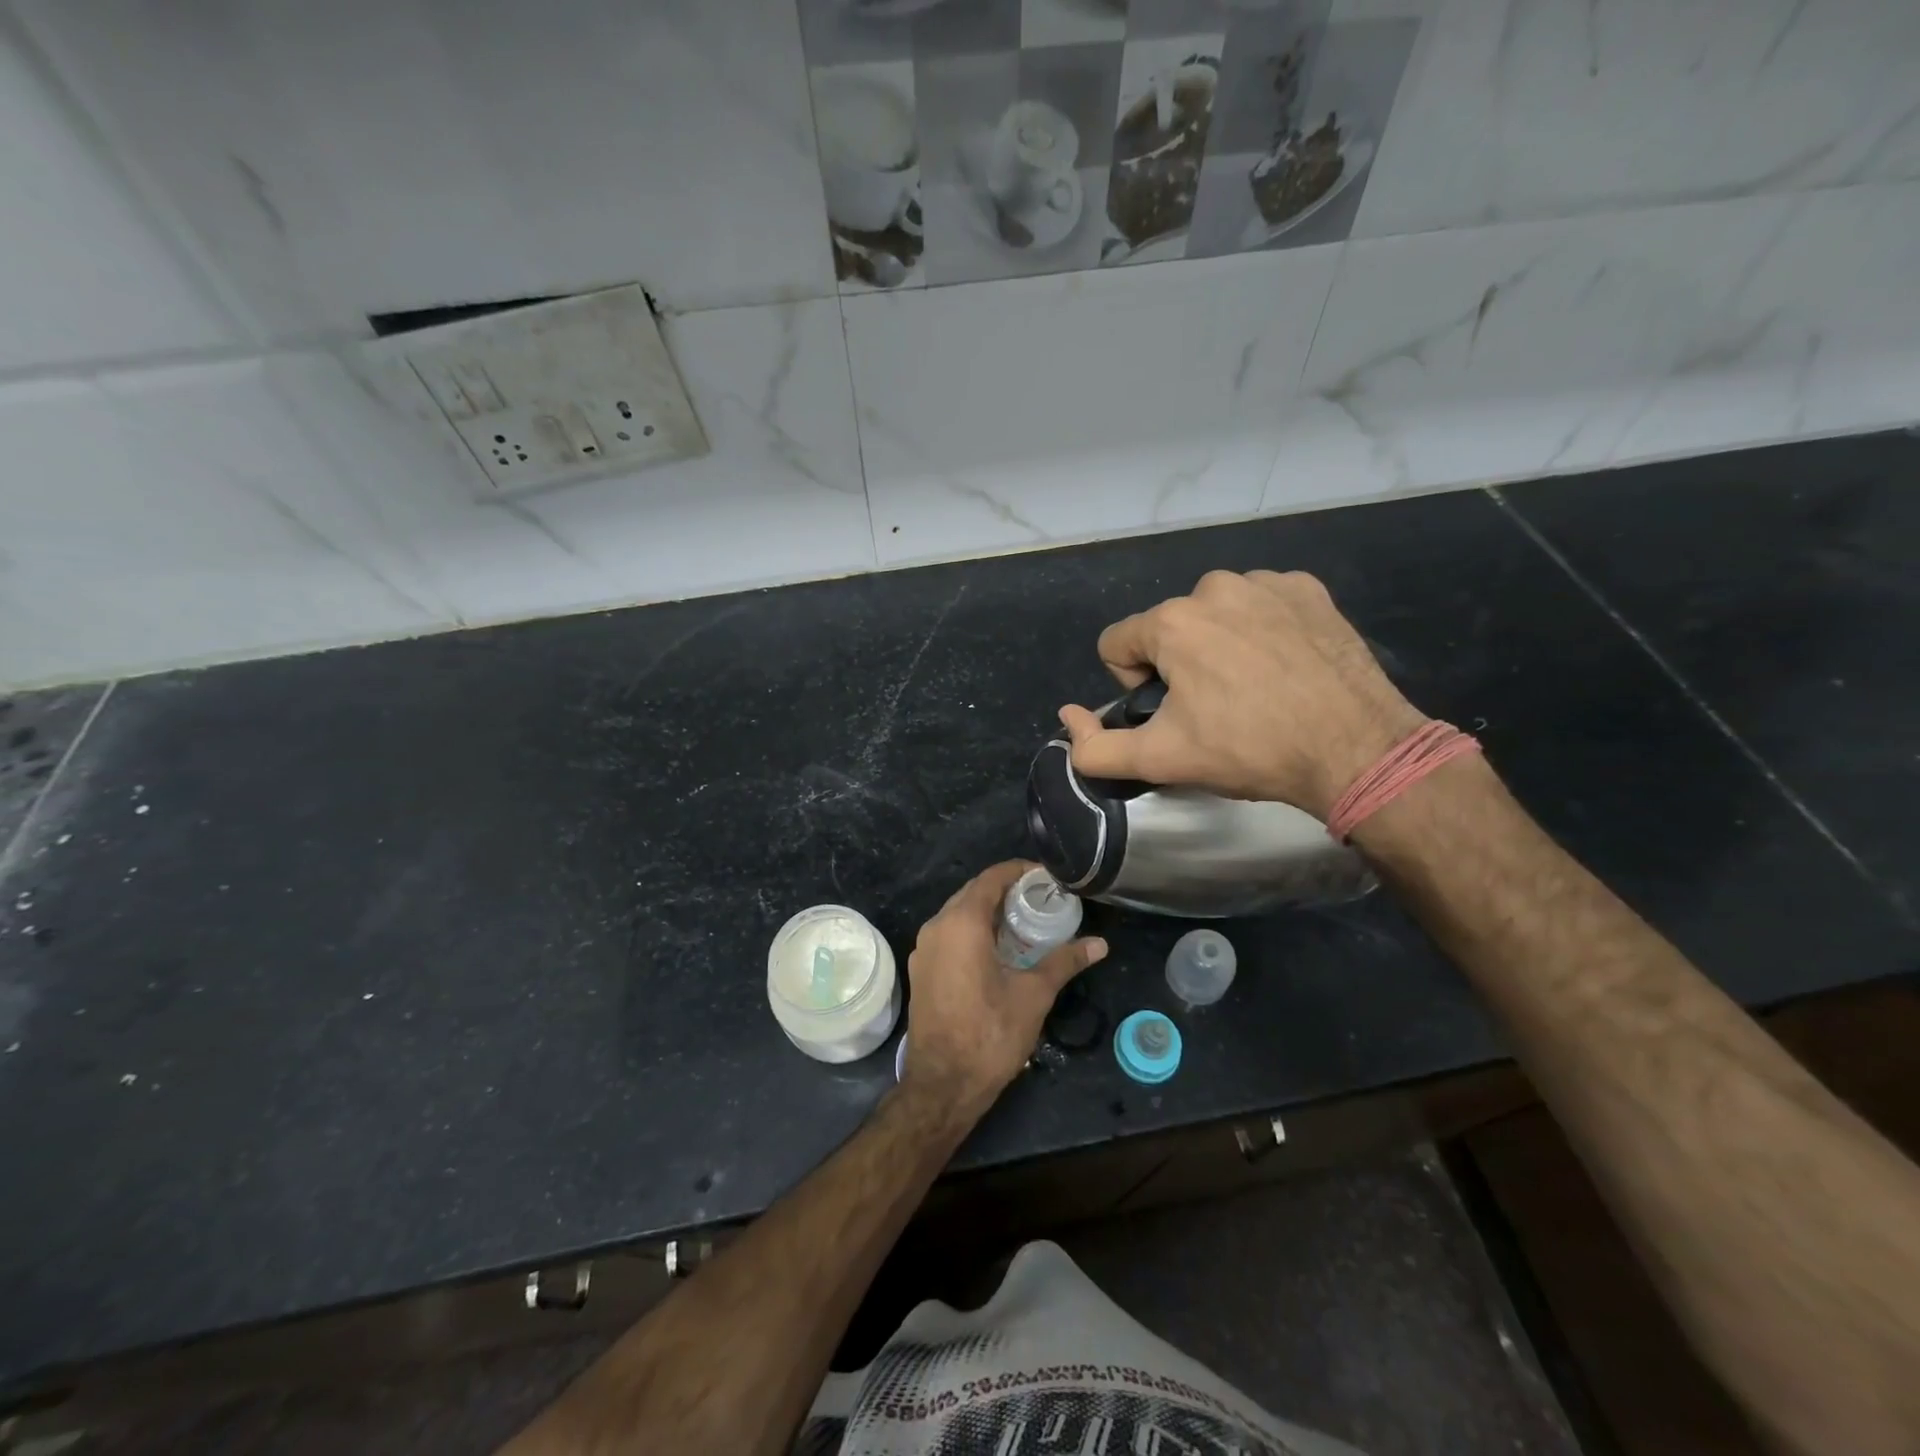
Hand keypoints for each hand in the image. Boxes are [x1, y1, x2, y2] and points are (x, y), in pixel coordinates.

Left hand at [902, 861, 1106, 1114]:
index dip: (1019, 871)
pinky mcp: (921, 969)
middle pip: (973, 893)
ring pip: (958, 914)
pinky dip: (973, 931)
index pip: (991, 879)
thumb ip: (1065, 962)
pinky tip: (998, 949)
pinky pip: (949, 935)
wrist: (942, 1085)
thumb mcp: (1034, 995)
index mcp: (961, 923)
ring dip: (989, 911)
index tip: (1046, 876)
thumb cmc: (990, 1034)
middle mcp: (936, 927)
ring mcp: (924, 949)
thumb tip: (1100, 944)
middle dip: (1006, 890)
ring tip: (1024, 921)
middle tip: (1041, 898)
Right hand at [1058, 570, 1425, 819]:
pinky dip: (1263, 631)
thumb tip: (1067, 718)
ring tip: (1255, 689)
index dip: (1133, 684)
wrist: (1356, 749)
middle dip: (1178, 665)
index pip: (1116, 643)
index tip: (1171, 713)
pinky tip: (1286, 667)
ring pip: (1214, 615)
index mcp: (1172, 622)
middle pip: (1168, 629)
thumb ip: (1095, 748)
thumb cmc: (1250, 750)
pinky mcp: (1308, 590)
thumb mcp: (1161, 760)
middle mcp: (1213, 587)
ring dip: (1220, 646)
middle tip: (1217, 709)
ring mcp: (1266, 582)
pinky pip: (1261, 605)